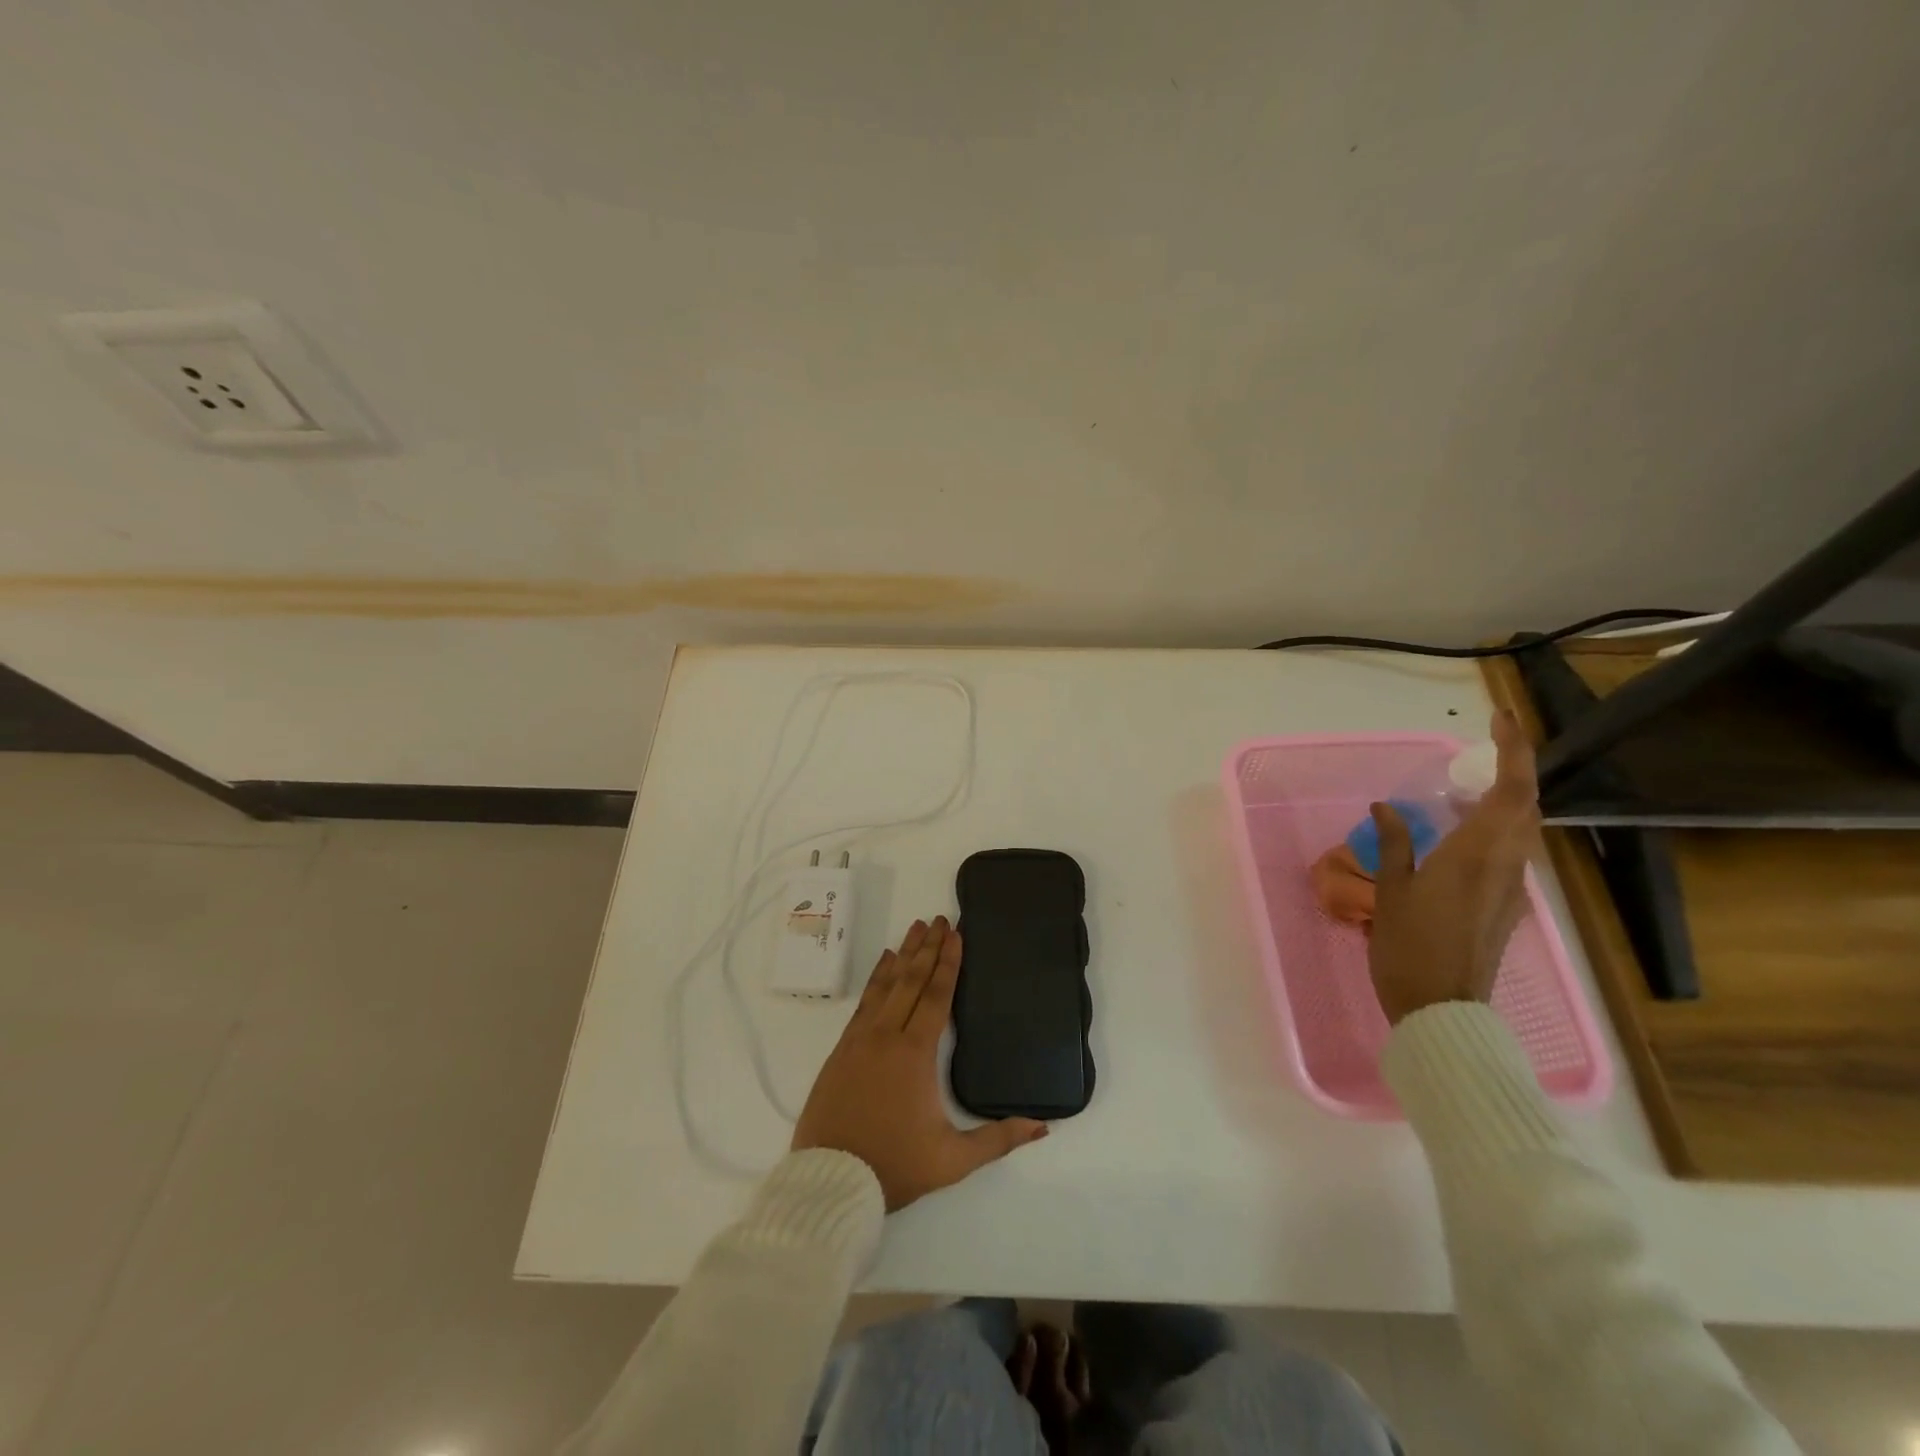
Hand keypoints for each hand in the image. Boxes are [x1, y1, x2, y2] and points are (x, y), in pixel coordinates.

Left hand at [793, 916, 1047, 1210]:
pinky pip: (863, 1002)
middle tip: (938, 918)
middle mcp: (886, 1036)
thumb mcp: (953, 1160)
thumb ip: (999, 1139)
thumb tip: (1043, 1126)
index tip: (955, 933)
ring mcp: (860, 1040)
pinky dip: (876, 978)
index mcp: (915, 1054)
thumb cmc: (895, 1167)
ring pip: (885, 985)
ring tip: (914, 928)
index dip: (948, 963)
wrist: (830, 1182)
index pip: (936, 996)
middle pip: (911, 981)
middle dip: (927, 947)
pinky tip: (883, 964)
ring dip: (902, 955)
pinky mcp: (841, 1050)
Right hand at [1366, 710, 1542, 1025]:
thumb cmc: (1409, 946)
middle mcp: (1505, 864)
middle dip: (1512, 768)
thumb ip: (1395, 842)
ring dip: (1506, 797)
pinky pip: (1510, 850)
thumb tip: (1386, 807)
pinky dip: (1495, 826)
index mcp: (1477, 854)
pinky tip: (1463, 831)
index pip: (1512, 789)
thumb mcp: (1393, 889)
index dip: (1513, 749)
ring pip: (1522, 828)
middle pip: (1525, 804)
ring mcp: (1510, 886)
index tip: (1498, 719)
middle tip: (1480, 748)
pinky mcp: (1505, 904)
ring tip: (1467, 785)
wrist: (1442, 1008)